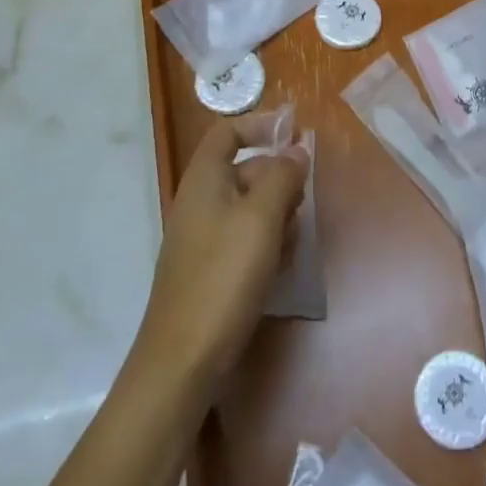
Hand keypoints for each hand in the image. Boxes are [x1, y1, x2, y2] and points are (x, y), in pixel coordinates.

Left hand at [138, 117, 307, 387]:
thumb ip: (282, 177)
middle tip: (301, 204)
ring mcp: (203, 237)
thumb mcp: (261, 218)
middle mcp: (200, 201)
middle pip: (245, 169)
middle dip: (278, 180)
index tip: (295, 136)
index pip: (228, 132)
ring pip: (250, 207)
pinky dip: (266, 244)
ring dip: (277, 216)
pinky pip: (244, 239)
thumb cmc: (224, 277)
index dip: (261, 125)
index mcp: (205, 179)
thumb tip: (296, 150)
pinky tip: (279, 269)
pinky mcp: (210, 269)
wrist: (183, 360)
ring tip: (291, 243)